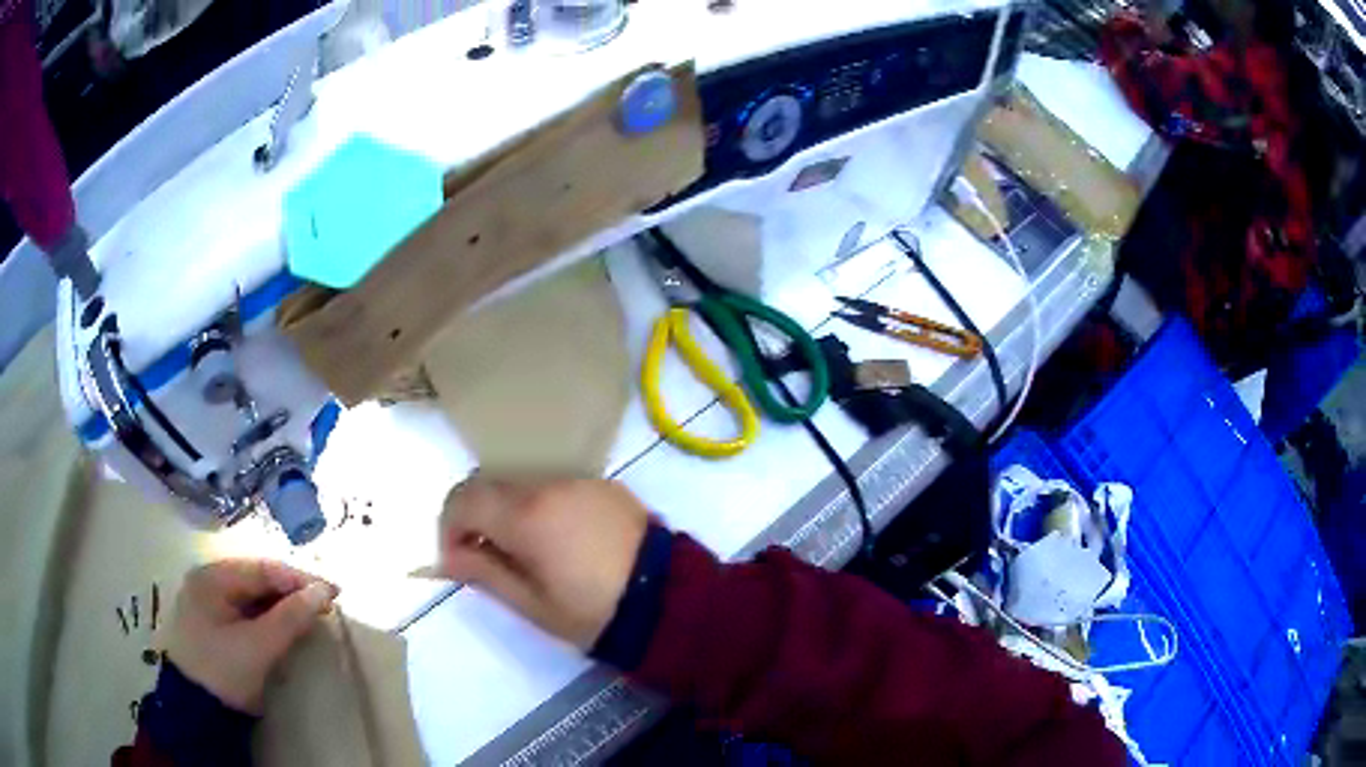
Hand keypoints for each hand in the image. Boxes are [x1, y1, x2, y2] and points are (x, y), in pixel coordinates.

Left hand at [163, 559, 337, 713]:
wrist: (194, 709)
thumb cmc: (224, 671)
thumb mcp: (259, 646)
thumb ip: (291, 617)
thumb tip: (323, 591)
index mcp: (212, 576)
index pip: (263, 568)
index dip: (300, 578)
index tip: (334, 591)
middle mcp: (207, 579)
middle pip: (256, 578)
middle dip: (291, 591)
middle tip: (325, 604)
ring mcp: (207, 600)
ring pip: (251, 595)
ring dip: (281, 604)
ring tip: (310, 615)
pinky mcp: (211, 622)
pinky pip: (245, 610)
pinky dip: (267, 616)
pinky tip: (284, 625)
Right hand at [440, 477, 648, 648]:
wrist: (670, 600)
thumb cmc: (594, 611)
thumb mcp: (532, 604)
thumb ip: (484, 572)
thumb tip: (448, 556)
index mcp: (525, 515)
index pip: (463, 499)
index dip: (448, 527)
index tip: (456, 558)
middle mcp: (548, 484)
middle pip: (490, 485)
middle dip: (475, 517)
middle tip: (485, 556)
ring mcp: (579, 480)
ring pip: (522, 484)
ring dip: (508, 510)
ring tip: (524, 551)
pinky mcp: (604, 485)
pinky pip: (555, 487)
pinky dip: (541, 506)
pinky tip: (559, 539)